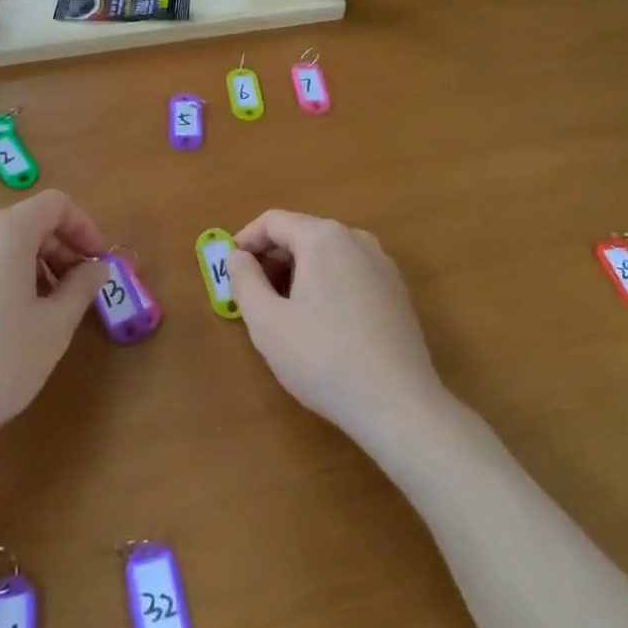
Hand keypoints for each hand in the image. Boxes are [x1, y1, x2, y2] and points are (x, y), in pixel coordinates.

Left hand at [0, 190, 108, 466]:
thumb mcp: (53, 327)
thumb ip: (81, 288)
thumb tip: (97, 266)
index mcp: (5, 231)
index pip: (56, 204)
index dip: (85, 227)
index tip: (99, 264)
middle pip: (27, 223)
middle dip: (61, 251)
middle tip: (79, 293)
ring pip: (1, 247)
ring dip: (34, 268)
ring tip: (46, 315)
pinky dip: (4, 281)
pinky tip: (7, 328)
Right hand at [228, 209, 446, 443]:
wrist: (399, 405)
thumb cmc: (323, 359)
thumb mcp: (267, 322)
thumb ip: (244, 281)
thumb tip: (237, 257)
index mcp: (323, 237)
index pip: (273, 222)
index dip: (245, 241)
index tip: (229, 270)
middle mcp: (356, 239)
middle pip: (301, 234)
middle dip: (271, 259)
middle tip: (252, 295)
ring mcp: (382, 264)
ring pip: (327, 254)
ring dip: (297, 272)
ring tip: (283, 311)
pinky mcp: (396, 291)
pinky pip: (349, 272)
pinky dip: (326, 284)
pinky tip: (321, 323)